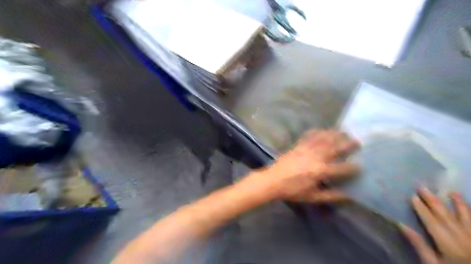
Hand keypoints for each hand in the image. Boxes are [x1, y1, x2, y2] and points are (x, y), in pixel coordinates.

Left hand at [263, 131, 359, 202]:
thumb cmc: (292, 190)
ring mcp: (306, 149)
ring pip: (324, 139)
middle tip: (357, 141)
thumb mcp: (312, 197)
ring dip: (335, 134)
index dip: (353, 168)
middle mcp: (316, 157)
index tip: (361, 166)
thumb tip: (348, 196)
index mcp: (321, 171)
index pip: (342, 168)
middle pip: (335, 148)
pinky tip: (322, 130)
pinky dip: (317, 132)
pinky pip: (309, 136)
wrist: (273, 180)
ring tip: (344, 132)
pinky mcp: (298, 145)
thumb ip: (331, 196)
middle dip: (348, 144)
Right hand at [401, 189, 470, 262]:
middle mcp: (465, 240)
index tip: (413, 196)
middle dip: (434, 202)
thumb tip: (402, 225)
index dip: (422, 209)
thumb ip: (420, 245)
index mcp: (450, 246)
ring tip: (453, 192)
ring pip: (468, 219)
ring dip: (460, 205)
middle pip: (448, 217)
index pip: (433, 223)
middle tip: (423, 188)